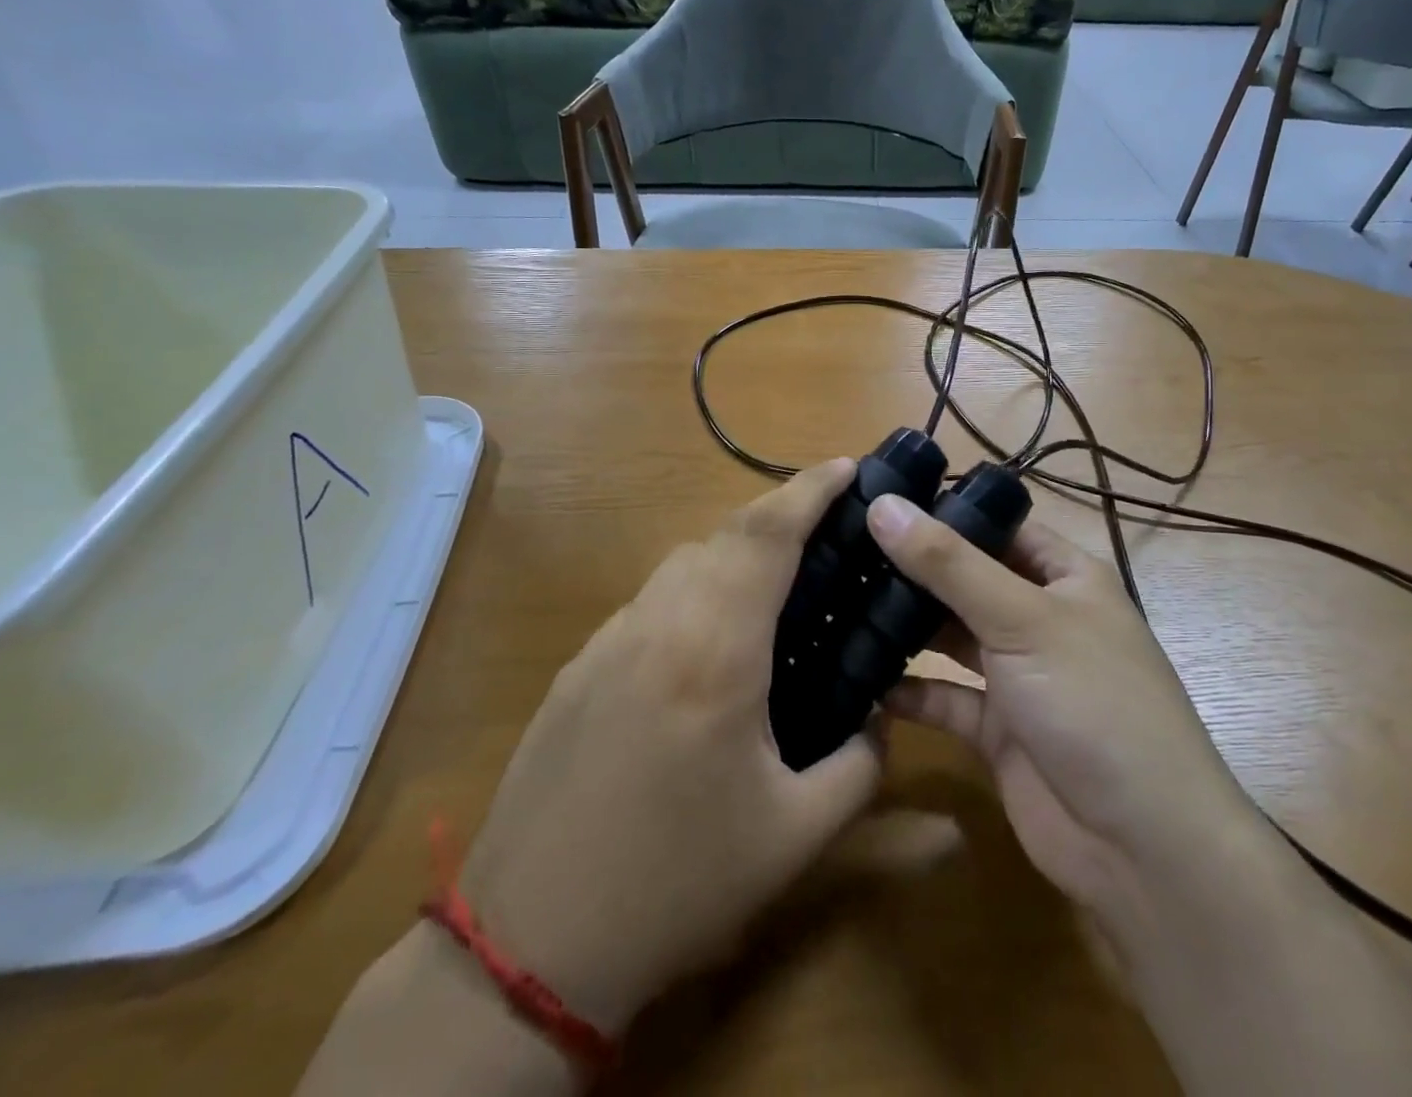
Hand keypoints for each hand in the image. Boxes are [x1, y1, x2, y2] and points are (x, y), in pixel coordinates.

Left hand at [456, 460, 883, 1033]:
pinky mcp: (579, 665)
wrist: (529, 943)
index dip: (809, 491)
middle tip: (828, 534)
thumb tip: (882, 721)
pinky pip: (652, 601)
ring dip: (735, 553)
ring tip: (778, 588)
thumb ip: (858, 766)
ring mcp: (609, 640)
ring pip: (683, 563)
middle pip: (725, 535)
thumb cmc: (676, 883)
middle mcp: (658, 624)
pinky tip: (711, 645)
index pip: (766, 536)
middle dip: (780, 516)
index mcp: (715, 651)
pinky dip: (695, 591)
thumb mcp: (793, 836)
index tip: (847, 468)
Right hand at [868, 494, 1281, 962]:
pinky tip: (861, 678)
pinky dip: (908, 690)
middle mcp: (1040, 617)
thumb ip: (948, 563)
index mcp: (1064, 576)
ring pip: (951, 637)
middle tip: (839, 549)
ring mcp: (1018, 675)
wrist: (1141, 847)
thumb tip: (883, 505)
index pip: (997, 525)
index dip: (943, 510)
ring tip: (839, 601)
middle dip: (912, 568)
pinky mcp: (996, 729)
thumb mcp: (1021, 618)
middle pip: (967, 579)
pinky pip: (944, 697)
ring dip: (905, 626)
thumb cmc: (1091, 701)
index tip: (875, 498)